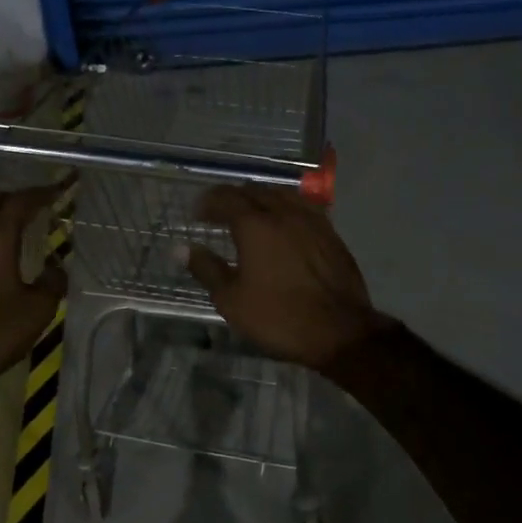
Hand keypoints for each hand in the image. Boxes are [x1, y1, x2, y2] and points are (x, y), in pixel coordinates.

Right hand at [186, 185, 390, 370]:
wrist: (340, 331)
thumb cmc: (278, 317)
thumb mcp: (231, 300)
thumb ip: (206, 269)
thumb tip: (181, 248)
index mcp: (255, 225)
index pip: (226, 198)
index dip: (208, 202)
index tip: (197, 214)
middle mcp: (283, 213)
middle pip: (254, 191)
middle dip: (232, 198)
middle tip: (219, 213)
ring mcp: (311, 220)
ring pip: (281, 194)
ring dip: (260, 198)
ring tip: (250, 213)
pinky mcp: (330, 233)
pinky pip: (302, 207)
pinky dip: (285, 207)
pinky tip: (284, 223)